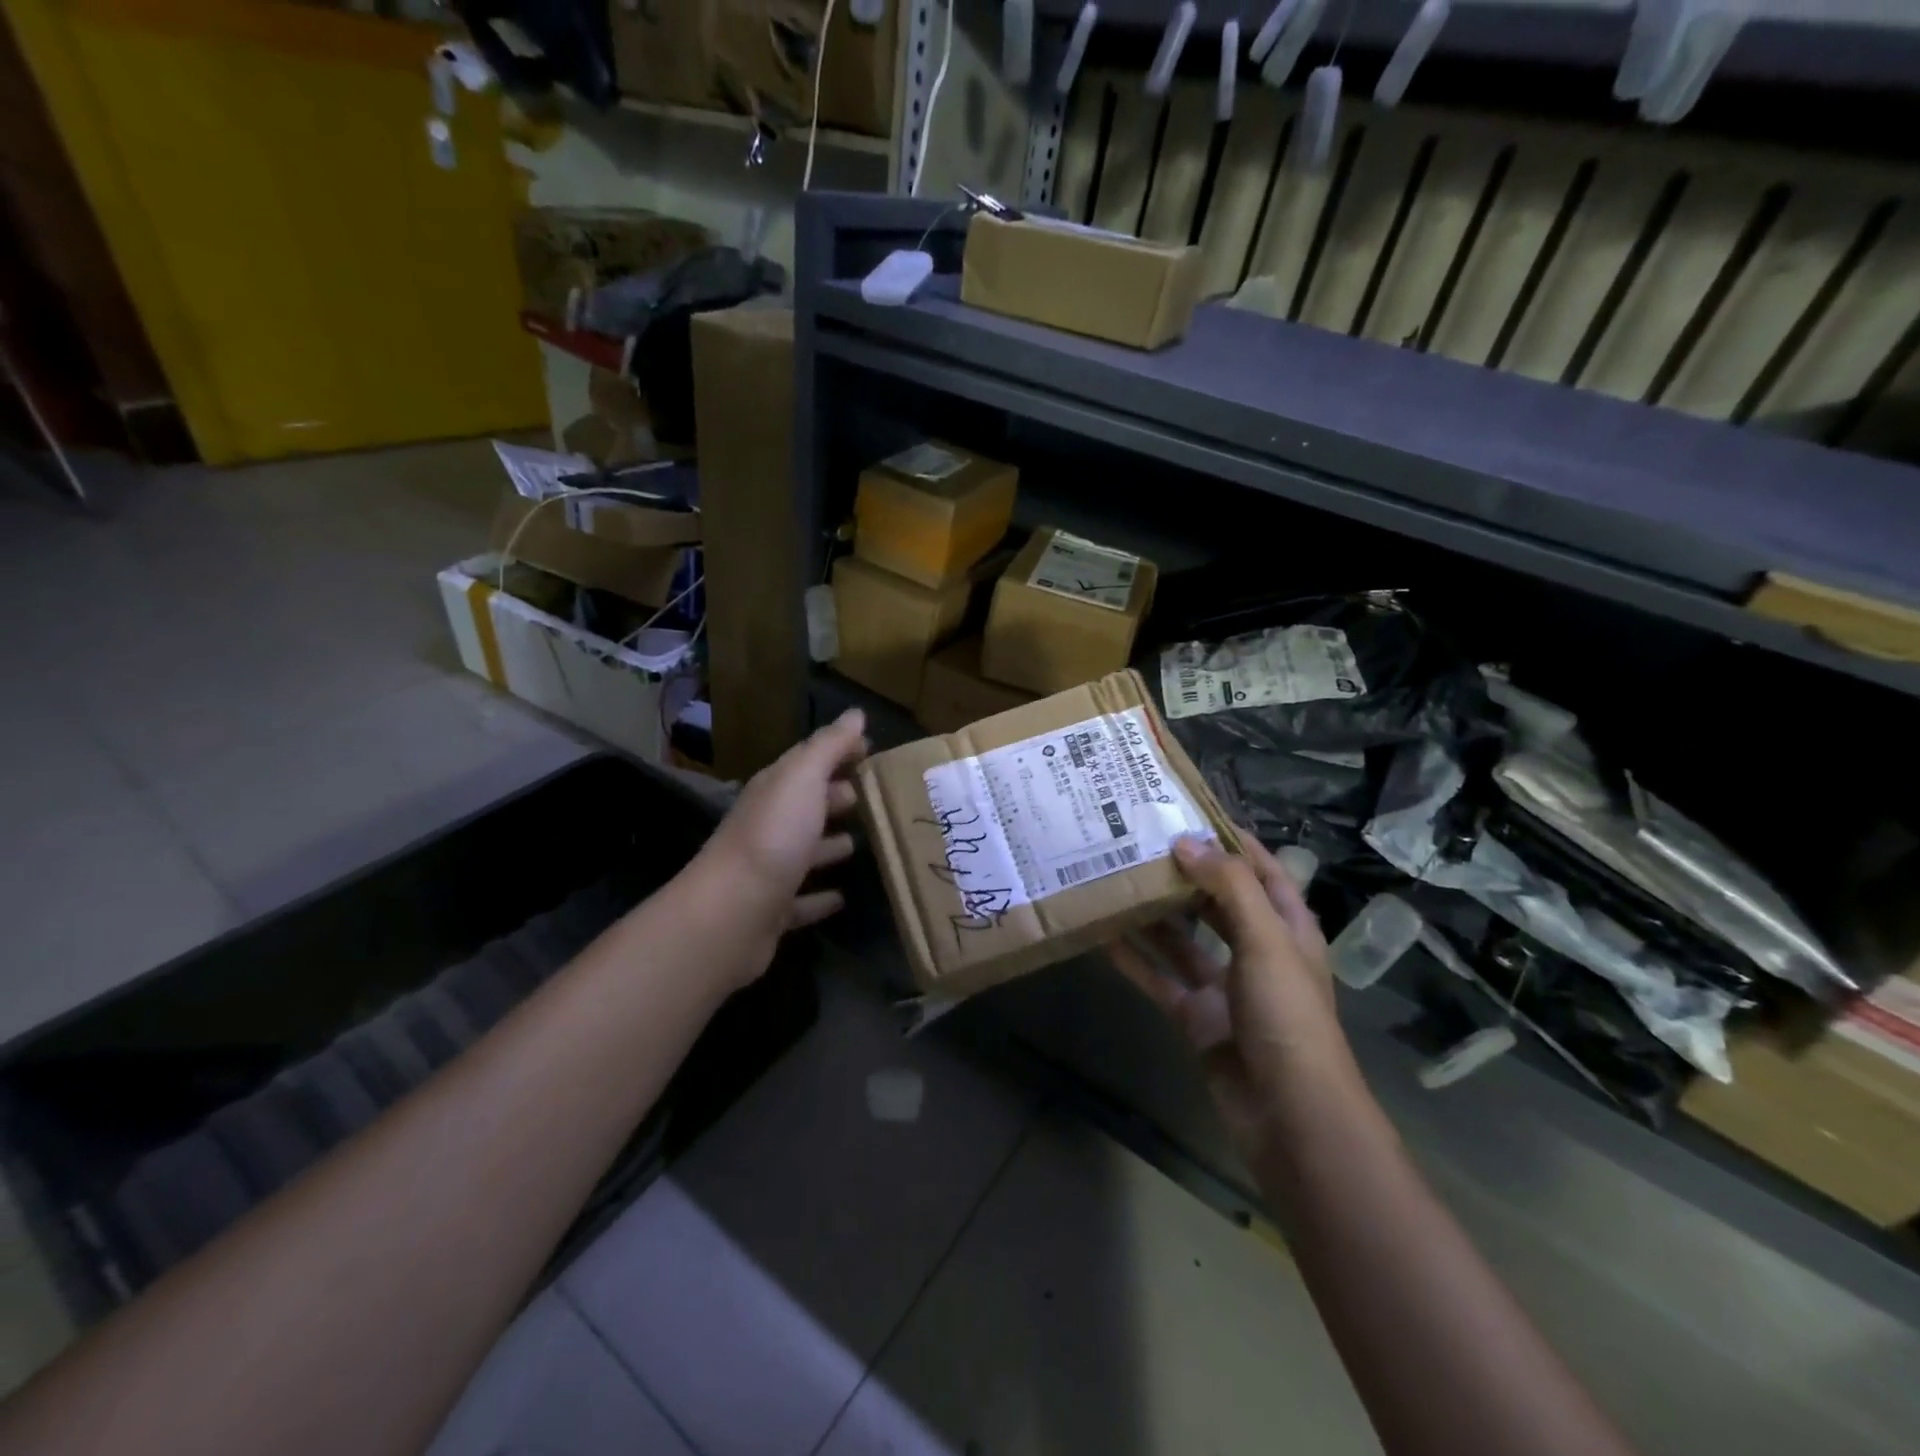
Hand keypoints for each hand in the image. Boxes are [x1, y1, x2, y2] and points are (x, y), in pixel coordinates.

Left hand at [700, 709, 868, 932]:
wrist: (731, 913)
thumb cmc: (773, 836)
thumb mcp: (802, 779)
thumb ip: (829, 746)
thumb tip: (855, 714)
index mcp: (776, 790)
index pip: (809, 761)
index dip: (839, 752)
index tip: (872, 751)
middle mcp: (770, 825)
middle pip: (807, 804)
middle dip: (837, 797)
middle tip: (876, 798)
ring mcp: (770, 869)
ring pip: (806, 850)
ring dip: (830, 845)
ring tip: (865, 843)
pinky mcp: (774, 910)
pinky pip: (803, 900)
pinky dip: (821, 897)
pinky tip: (843, 897)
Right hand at [1110, 835, 1354, 1151]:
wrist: (1288, 1114)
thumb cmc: (1288, 1016)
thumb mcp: (1266, 941)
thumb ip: (1228, 888)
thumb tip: (1185, 842)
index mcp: (1286, 928)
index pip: (1261, 870)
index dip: (1232, 841)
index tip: (1190, 811)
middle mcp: (1255, 951)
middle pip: (1217, 901)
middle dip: (1184, 873)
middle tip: (1139, 841)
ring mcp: (1224, 986)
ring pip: (1182, 939)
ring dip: (1153, 914)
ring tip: (1115, 878)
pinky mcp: (1196, 1016)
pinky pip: (1160, 977)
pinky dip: (1135, 959)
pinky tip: (1103, 936)